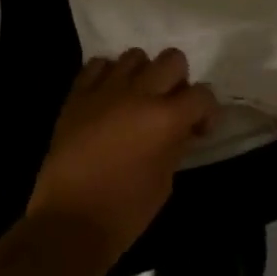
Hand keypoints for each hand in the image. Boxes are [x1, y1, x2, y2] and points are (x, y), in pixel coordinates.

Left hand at [27, 49, 219, 268]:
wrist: (69, 220)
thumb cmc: (124, 212)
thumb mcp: (164, 182)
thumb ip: (176, 144)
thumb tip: (182, 127)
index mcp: (165, 119)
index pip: (202, 94)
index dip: (207, 110)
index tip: (199, 129)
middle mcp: (139, 93)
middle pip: (173, 58)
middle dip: (178, 81)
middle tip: (170, 107)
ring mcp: (105, 89)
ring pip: (135, 55)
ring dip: (143, 74)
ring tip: (136, 100)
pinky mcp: (78, 93)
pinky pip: (99, 64)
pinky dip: (108, 75)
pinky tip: (108, 96)